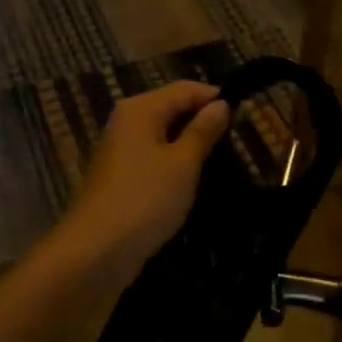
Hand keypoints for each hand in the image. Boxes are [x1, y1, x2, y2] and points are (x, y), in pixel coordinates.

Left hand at [59, 80, 230, 279]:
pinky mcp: (121, 178)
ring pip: (163, 136)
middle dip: (203, 121)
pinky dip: (175, 164)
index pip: (185, 89)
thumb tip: (221, 104)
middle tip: (238, 140)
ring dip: (190, 144)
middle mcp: (127, 122)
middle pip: (172, 109)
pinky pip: (154, 158)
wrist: (96, 251)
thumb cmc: (145, 199)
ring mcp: (121, 151)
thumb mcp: (183, 163)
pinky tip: (194, 180)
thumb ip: (203, 131)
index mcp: (140, 110)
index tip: (245, 114)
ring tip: (223, 159)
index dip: (215, 97)